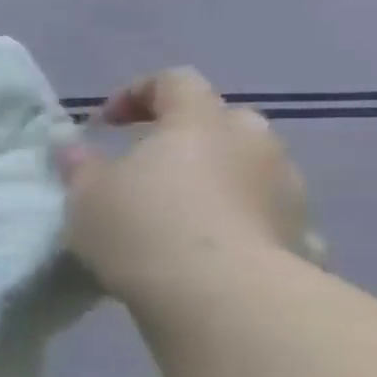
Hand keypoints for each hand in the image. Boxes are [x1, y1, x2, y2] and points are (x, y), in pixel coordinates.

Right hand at [56, 68, 313, 303]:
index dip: (137, 93)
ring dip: (213, 176)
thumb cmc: (140, 226)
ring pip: (247, 165)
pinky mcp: (302, 230)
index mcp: (197, 123)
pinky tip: (209, 245)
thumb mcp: (86, 193)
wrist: (220, 295)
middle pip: (220, 120)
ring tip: (175, 211)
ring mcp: (286, 187)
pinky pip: (262, 209)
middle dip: (184, 135)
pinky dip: (237, 216)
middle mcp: (252, 142)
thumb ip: (80, 164)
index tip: (104, 124)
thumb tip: (73, 145)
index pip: (175, 81)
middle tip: (145, 166)